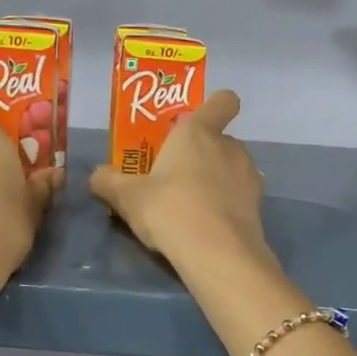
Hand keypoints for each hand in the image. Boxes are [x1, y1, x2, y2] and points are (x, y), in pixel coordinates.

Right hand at [89, 91, 270, 269]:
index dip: (214, 106)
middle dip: (201, 154)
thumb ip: (108, 181)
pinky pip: (239, 197)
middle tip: (174, 177)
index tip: (194, 124)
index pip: (222, 101)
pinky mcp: (258, 206)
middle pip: (219, 140)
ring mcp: (249, 176)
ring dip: (216, 180)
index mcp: (198, 132)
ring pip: (231, 169)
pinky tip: (207, 226)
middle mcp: (229, 146)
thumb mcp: (127, 197)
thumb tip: (98, 175)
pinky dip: (226, 206)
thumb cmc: (170, 209)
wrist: (218, 254)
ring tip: (191, 206)